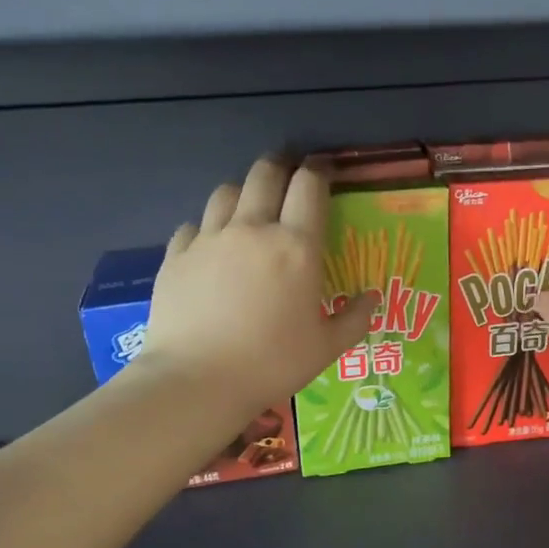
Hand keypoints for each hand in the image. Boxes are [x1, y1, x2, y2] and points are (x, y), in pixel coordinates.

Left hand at [139, 159, 376, 412]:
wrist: (197, 381)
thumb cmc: (272, 364)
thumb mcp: (327, 348)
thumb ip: (355, 318)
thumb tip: (372, 297)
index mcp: (296, 246)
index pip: (309, 186)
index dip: (319, 171)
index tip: (323, 171)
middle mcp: (252, 229)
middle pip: (265, 174)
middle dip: (280, 166)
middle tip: (287, 175)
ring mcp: (209, 239)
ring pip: (226, 192)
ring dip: (242, 191)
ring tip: (248, 206)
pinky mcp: (176, 256)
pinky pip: (193, 225)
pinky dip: (206, 227)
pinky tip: (211, 245)